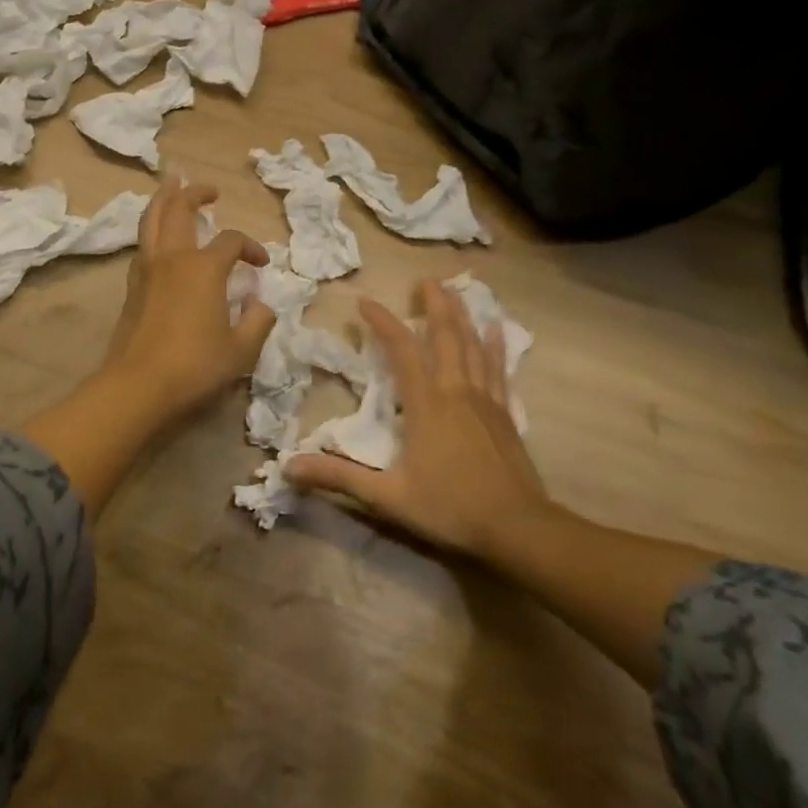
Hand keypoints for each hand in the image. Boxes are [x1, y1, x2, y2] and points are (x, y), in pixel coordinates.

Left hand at [100, 178, 277, 421]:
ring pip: (152, 219)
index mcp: (204, 268)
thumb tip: (262, 305)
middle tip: (209, 189)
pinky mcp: (131, 286)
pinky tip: (158, 236)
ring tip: (171, 185)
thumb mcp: (241, 351)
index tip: (261, 264)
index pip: (231, 241)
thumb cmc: (195, 366)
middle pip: (180, 209)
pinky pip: (142, 243)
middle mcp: (173, 258)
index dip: (250, 247)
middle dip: (194, 193)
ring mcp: (147, 269)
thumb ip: (258, 323)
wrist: (138, 386)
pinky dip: (152, 229)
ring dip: (164, 199)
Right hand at [285, 280, 552, 562]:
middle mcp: (456, 390)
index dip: (383, 322)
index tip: (364, 302)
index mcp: (426, 404)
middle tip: (426, 280)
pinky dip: (496, 345)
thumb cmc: (450, 508)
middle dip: (435, 304)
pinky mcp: (504, 413)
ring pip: (473, 345)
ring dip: (463, 315)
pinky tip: (497, 328)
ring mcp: (485, 399)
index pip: (401, 350)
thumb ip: (340, 477)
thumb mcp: (388, 496)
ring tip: (456, 291)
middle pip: (446, 335)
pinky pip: (499, 368)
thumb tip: (289, 467)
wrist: (518, 528)